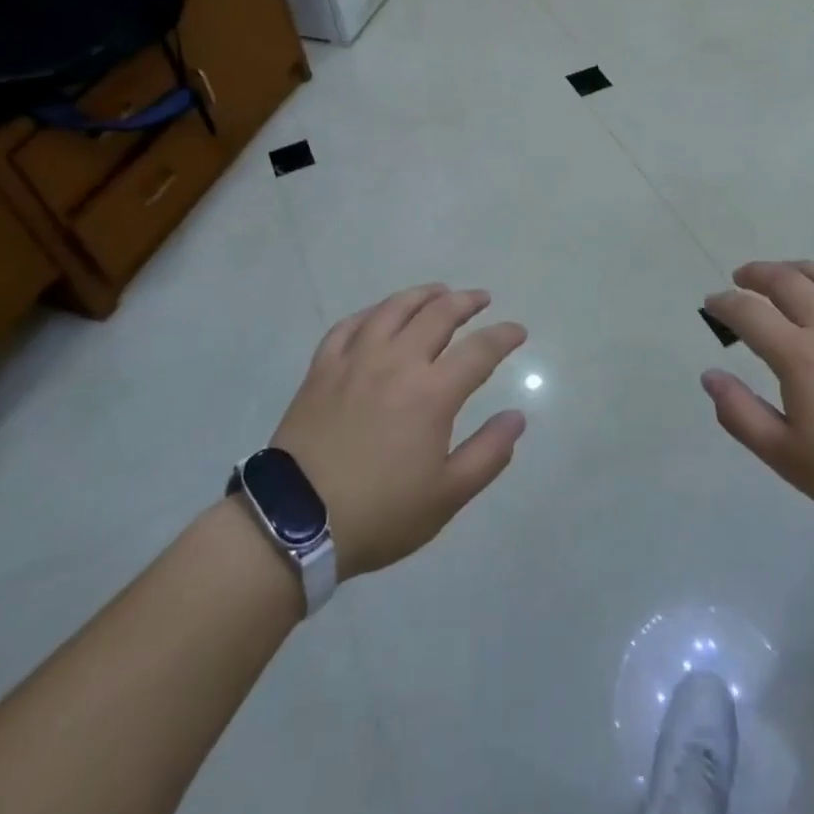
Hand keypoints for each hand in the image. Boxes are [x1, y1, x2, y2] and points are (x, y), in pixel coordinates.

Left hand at [270, 285, 527, 578]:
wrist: (296, 522)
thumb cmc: (380, 512)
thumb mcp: (446, 496)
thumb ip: (488, 453)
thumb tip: (517, 417)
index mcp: (432, 393)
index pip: (479, 350)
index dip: (503, 336)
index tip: (518, 331)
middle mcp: (397, 362)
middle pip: (438, 314)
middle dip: (466, 302)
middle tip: (481, 299)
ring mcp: (356, 360)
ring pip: (394, 309)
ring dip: (422, 295)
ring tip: (438, 292)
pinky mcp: (322, 367)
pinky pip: (349, 325)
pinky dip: (371, 312)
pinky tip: (379, 314)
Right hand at [701, 260, 813, 544]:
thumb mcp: (787, 457)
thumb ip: (741, 414)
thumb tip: (709, 375)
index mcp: (800, 356)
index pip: (749, 312)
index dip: (724, 303)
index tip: (712, 304)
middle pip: (786, 280)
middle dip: (756, 273)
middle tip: (740, 278)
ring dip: (795, 268)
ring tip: (782, 274)